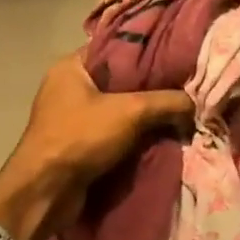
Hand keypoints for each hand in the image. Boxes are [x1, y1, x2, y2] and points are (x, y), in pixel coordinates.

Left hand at [0, 53, 192, 239]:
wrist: (45, 192)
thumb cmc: (80, 137)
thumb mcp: (130, 111)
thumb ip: (166, 102)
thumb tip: (195, 103)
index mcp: (71, 66)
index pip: (116, 48)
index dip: (148, 53)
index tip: (178, 59)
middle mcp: (68, 87)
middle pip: (120, 81)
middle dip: (151, 90)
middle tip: (185, 90)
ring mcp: (71, 118)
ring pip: (118, 110)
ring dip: (145, 117)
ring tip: (180, 115)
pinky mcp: (77, 145)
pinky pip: (112, 134)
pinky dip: (134, 138)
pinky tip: (162, 138)